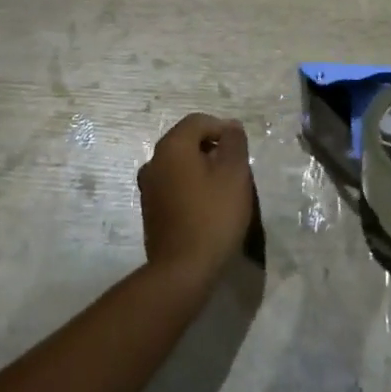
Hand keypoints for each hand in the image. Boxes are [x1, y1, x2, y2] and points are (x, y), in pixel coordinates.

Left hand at [138, 114, 255, 285]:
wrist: (183, 270)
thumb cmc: (213, 215)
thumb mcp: (234, 173)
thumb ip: (234, 143)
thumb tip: (231, 127)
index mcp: (172, 146)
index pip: (198, 121)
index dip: (223, 129)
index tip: (241, 151)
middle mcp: (154, 161)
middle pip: (187, 141)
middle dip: (213, 149)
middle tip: (236, 171)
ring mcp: (148, 187)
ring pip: (180, 165)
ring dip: (202, 169)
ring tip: (224, 190)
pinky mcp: (151, 210)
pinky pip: (173, 185)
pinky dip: (191, 187)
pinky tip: (207, 207)